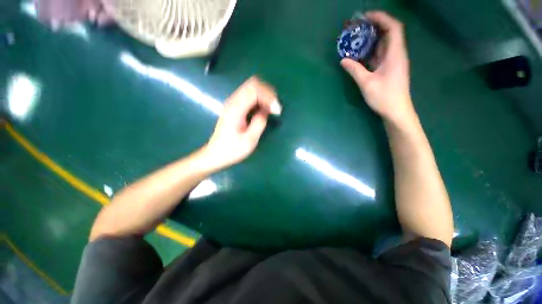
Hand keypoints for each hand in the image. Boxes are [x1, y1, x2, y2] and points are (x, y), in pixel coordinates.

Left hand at [202, 77, 280, 170]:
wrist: (216, 154)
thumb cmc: (232, 150)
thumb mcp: (249, 140)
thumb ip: (259, 123)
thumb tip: (266, 110)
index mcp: (235, 109)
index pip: (254, 89)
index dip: (269, 96)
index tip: (276, 110)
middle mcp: (233, 101)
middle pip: (252, 84)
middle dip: (268, 93)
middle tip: (276, 107)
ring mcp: (233, 103)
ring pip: (251, 88)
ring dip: (264, 95)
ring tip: (272, 109)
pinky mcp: (235, 107)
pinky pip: (249, 95)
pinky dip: (260, 99)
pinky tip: (264, 110)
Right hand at [341, 11, 414, 125]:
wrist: (396, 111)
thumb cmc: (384, 97)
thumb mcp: (367, 84)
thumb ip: (355, 70)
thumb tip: (343, 60)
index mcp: (395, 54)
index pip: (393, 27)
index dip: (381, 18)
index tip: (365, 17)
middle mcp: (396, 55)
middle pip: (388, 33)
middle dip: (374, 27)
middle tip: (357, 28)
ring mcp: (393, 62)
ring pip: (384, 44)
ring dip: (371, 39)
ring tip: (356, 39)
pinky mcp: (389, 69)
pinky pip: (380, 55)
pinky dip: (371, 51)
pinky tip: (360, 54)